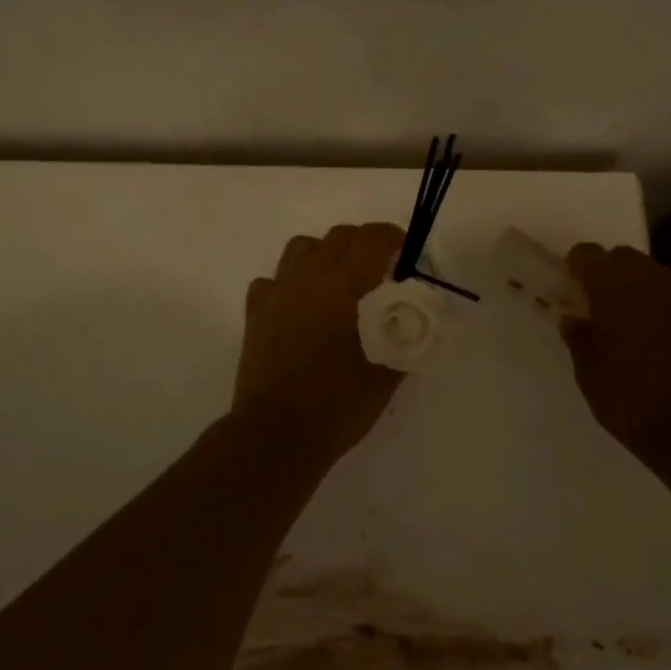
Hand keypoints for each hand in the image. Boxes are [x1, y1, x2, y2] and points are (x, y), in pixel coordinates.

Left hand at [234, 223, 406, 458]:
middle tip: (378, 272)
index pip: (373, 238)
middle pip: (338, 236)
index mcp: (346, 285)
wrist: (278, 434)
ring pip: (301, 247)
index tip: (405, 255)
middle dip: (363, 244)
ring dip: (324, 254)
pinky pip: (272, 280)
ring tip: (337, 282)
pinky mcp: (255, 313)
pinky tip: (299, 306)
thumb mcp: (388, 372)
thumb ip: (406, 336)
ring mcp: (278, 292)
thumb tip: (415, 316)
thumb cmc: (340, 403)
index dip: (393, 238)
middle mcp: (310, 277)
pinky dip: (288, 283)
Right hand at [561, 244, 670, 458]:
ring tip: (635, 325)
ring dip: (643, 292)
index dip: (578, 266)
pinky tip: (667, 342)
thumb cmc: (633, 400)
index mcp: (613, 287)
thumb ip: (580, 339)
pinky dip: (670, 312)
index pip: (588, 255)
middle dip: (612, 274)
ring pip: (658, 278)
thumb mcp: (590, 375)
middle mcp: (652, 280)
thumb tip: (574, 319)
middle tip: (602, 306)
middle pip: (626, 259)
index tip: (572, 286)